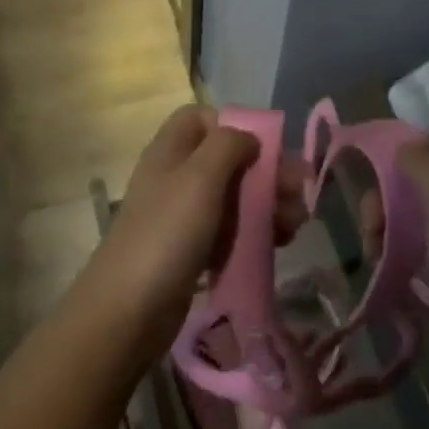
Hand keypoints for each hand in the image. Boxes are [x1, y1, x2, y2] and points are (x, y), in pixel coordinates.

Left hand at [71, 106, 308, 365]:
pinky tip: (279, 243)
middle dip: (266, 171)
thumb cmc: (167, 233)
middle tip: (299, 193)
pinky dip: (255, 231)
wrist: (129, 310)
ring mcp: (183, 215)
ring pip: (233, 196)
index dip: (235, 125)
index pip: (202, 118)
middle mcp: (176, 177)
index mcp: (171, 150)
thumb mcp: (200, 177)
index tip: (265, 148)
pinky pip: (230, 230)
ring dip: (268, 204)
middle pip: (227, 159)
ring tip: (297, 223)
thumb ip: (228, 145)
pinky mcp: (191, 249)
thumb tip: (250, 137)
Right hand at [361, 138, 428, 382]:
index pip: (428, 150)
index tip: (365, 170)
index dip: (396, 153)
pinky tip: (383, 270)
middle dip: (382, 201)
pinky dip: (391, 254)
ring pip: (404, 218)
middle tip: (372, 228)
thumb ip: (425, 166)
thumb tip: (401, 146)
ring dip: (381, 230)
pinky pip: (407, 248)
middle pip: (409, 185)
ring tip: (374, 256)